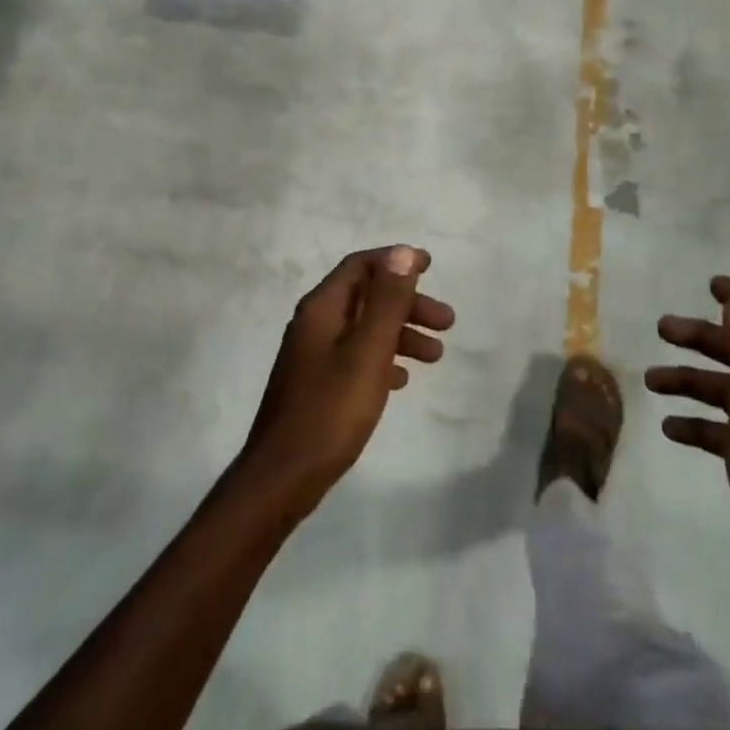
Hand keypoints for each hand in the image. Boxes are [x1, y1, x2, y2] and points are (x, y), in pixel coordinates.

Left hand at [242, 246, 454, 500]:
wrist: (282, 477)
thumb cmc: (330, 410)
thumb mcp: (367, 352)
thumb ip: (387, 302)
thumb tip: (402, 252)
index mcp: (321, 309)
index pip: (360, 266)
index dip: (395, 261)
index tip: (431, 266)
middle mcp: (314, 324)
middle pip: (366, 298)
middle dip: (407, 304)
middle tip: (447, 323)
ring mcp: (312, 355)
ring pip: (364, 329)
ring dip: (400, 334)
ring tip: (436, 356)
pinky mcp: (316, 384)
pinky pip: (355, 357)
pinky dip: (382, 358)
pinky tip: (402, 380)